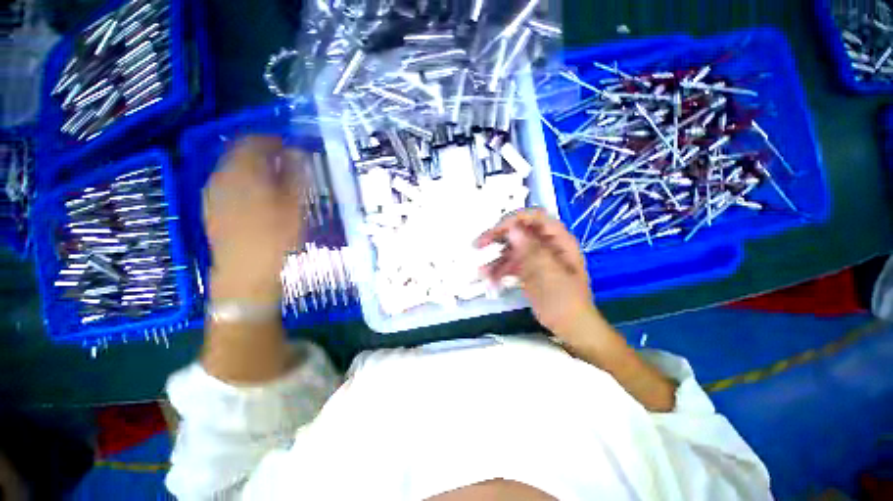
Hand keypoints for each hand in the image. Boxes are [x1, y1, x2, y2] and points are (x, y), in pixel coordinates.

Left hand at [203, 136, 307, 303]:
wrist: (246, 268)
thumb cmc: (276, 234)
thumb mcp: (294, 203)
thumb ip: (294, 174)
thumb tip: (296, 152)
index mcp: (244, 170)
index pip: (254, 141)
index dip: (273, 139)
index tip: (289, 145)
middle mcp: (222, 174)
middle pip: (239, 151)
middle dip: (261, 151)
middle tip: (283, 161)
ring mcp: (212, 190)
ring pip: (232, 166)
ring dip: (251, 166)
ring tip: (271, 178)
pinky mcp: (210, 205)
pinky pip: (226, 181)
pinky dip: (241, 180)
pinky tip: (255, 194)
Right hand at [475, 208, 601, 338]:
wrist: (571, 326)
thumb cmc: (565, 300)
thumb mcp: (549, 274)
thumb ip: (531, 250)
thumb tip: (512, 229)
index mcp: (558, 240)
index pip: (535, 218)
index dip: (514, 220)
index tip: (496, 231)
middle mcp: (546, 244)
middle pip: (519, 231)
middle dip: (498, 237)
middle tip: (479, 244)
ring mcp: (536, 257)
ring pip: (512, 249)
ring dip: (495, 258)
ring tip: (482, 272)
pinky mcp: (529, 270)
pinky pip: (511, 264)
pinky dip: (500, 270)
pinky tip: (490, 279)